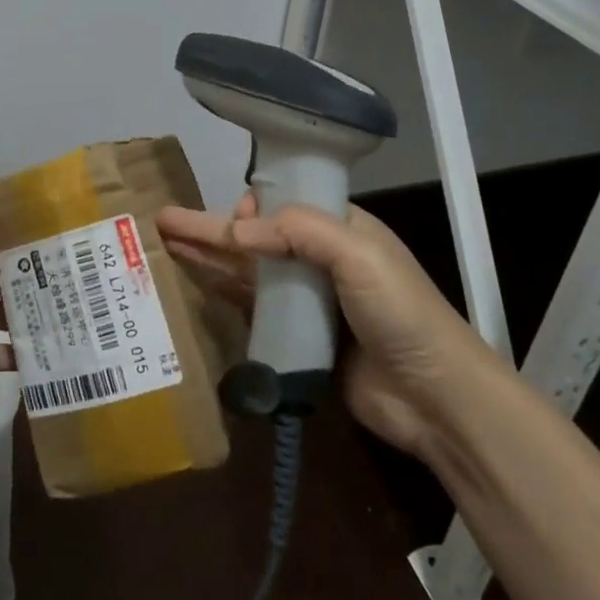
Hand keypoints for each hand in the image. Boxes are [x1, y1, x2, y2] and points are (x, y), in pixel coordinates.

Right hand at [157, 198, 496, 462]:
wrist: (434, 396)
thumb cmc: (400, 312)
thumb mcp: (357, 254)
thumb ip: (298, 232)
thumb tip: (236, 229)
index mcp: (341, 229)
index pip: (284, 204)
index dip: (251, 204)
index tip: (230, 214)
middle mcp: (321, 260)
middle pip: (256, 238)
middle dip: (211, 229)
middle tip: (164, 222)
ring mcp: (309, 302)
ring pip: (249, 273)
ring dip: (210, 260)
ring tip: (167, 250)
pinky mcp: (300, 339)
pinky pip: (255, 311)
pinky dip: (225, 297)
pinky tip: (196, 289)